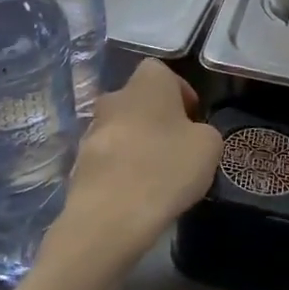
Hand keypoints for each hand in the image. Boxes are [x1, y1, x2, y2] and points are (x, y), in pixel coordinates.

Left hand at [57, 60, 220, 269]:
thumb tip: (191, 135)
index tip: (193, 120)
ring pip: (122, 129)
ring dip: (138, 144)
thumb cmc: (167, 168)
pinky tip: (137, 194)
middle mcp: (114, 98)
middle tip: (177, 147)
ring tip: (157, 175)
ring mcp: (91, 131)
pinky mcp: (78, 164)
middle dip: (157, 119)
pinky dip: (122, 170)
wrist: (110, 216)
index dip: (181, 93)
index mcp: (147, 83)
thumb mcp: (210, 146)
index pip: (164, 72)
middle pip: (139, 101)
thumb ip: (203, 131)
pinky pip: (108, 159)